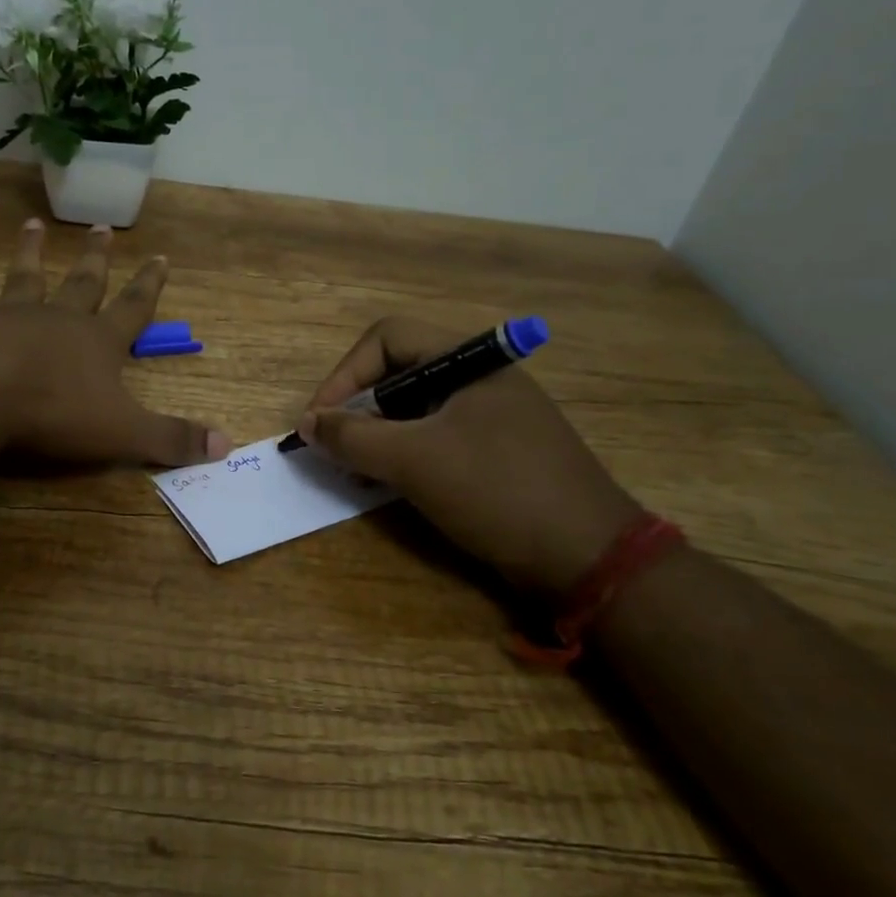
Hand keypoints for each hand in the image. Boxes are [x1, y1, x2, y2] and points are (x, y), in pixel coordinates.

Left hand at [0, 218, 232, 466]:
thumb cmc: (54, 411)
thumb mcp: (124, 432)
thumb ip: (172, 439)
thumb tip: (227, 446)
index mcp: (98, 341)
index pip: (133, 307)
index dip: (149, 284)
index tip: (160, 256)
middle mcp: (57, 318)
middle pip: (82, 282)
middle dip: (95, 258)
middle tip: (101, 227)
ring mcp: (8, 315)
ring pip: (24, 277)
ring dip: (30, 252)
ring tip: (32, 225)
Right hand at [296, 318, 640, 594]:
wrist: (588, 557)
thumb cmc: (497, 490)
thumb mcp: (414, 460)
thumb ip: (353, 437)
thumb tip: (307, 423)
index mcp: (469, 359)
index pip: (386, 339)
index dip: (344, 374)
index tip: (320, 421)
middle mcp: (480, 376)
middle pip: (398, 372)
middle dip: (357, 408)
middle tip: (334, 448)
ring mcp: (491, 414)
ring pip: (414, 408)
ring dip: (376, 434)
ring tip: (355, 470)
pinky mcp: (496, 449)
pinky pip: (435, 436)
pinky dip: (404, 453)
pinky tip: (388, 483)